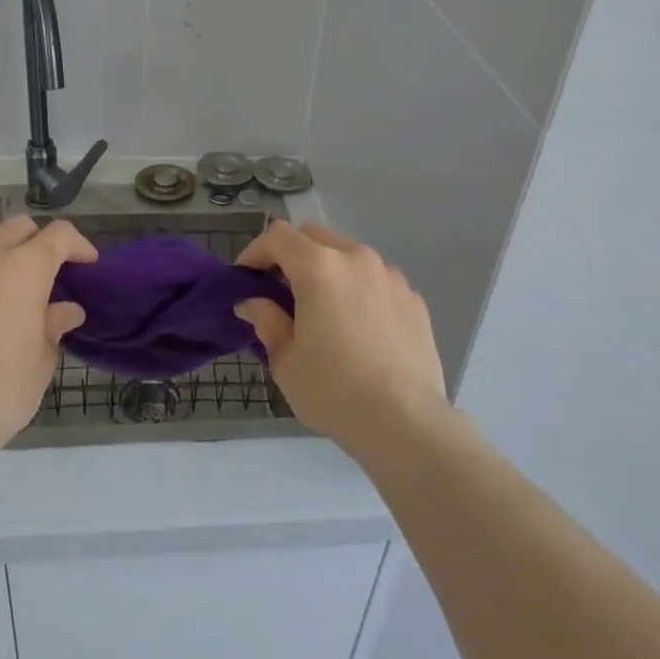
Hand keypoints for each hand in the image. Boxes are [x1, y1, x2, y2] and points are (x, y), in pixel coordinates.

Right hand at [233, 221, 448, 458]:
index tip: (245, 277)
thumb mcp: (285, 361)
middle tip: (279, 288)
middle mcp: (357, 258)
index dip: (255, 251)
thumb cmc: (333, 390)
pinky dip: (359, 290)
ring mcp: (390, 276)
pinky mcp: (413, 298)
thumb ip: (267, 321)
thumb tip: (253, 303)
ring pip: (350, 254)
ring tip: (322, 308)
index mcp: (319, 267)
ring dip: (328, 269)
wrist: (405, 422)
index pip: (278, 237)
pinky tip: (358, 327)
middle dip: (292, 253)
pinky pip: (377, 280)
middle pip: (315, 236)